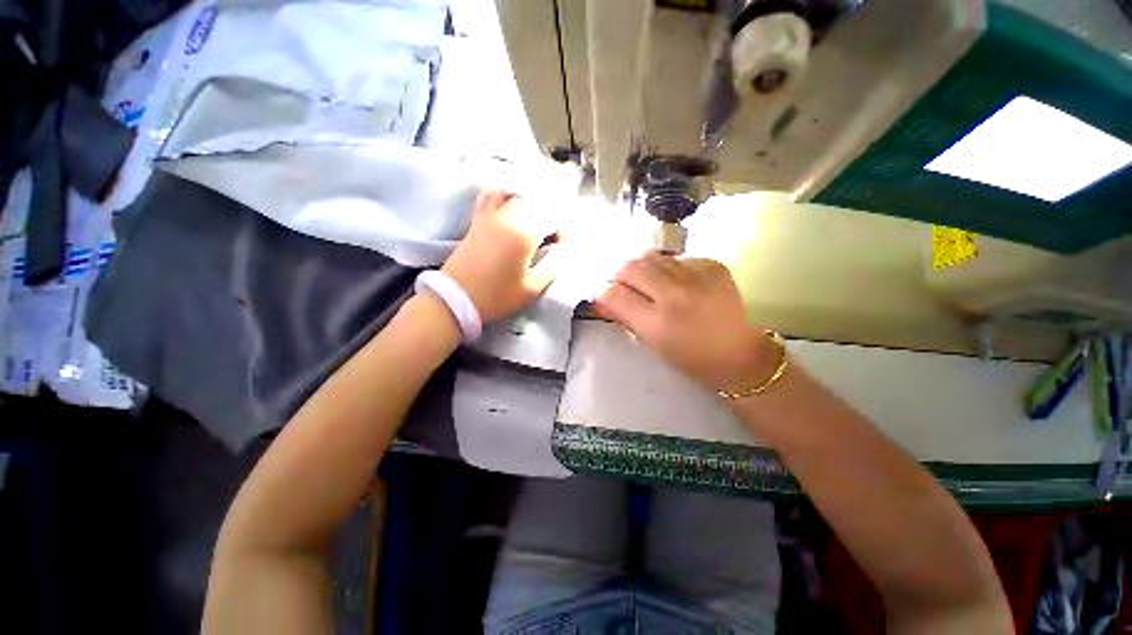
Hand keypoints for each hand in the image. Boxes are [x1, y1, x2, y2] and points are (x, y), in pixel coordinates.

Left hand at [441, 189, 558, 322]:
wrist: (457, 298)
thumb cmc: (498, 295)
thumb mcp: (532, 289)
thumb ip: (550, 269)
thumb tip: (556, 253)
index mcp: (525, 235)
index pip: (550, 220)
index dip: (558, 230)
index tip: (558, 244)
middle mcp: (508, 219)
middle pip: (532, 201)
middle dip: (544, 212)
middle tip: (545, 230)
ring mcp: (489, 217)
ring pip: (510, 193)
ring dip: (523, 199)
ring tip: (529, 214)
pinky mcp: (476, 221)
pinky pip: (488, 197)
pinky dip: (499, 195)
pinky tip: (505, 202)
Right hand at [595, 254, 776, 392]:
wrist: (739, 353)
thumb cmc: (690, 358)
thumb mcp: (651, 344)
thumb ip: (624, 317)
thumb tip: (601, 300)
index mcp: (658, 322)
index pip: (614, 293)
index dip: (603, 294)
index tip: (605, 298)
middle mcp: (676, 293)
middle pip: (630, 266)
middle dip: (620, 276)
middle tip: (625, 288)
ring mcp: (697, 275)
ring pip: (651, 256)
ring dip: (643, 270)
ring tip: (650, 283)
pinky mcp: (712, 264)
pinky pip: (675, 257)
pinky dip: (668, 268)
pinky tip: (676, 282)